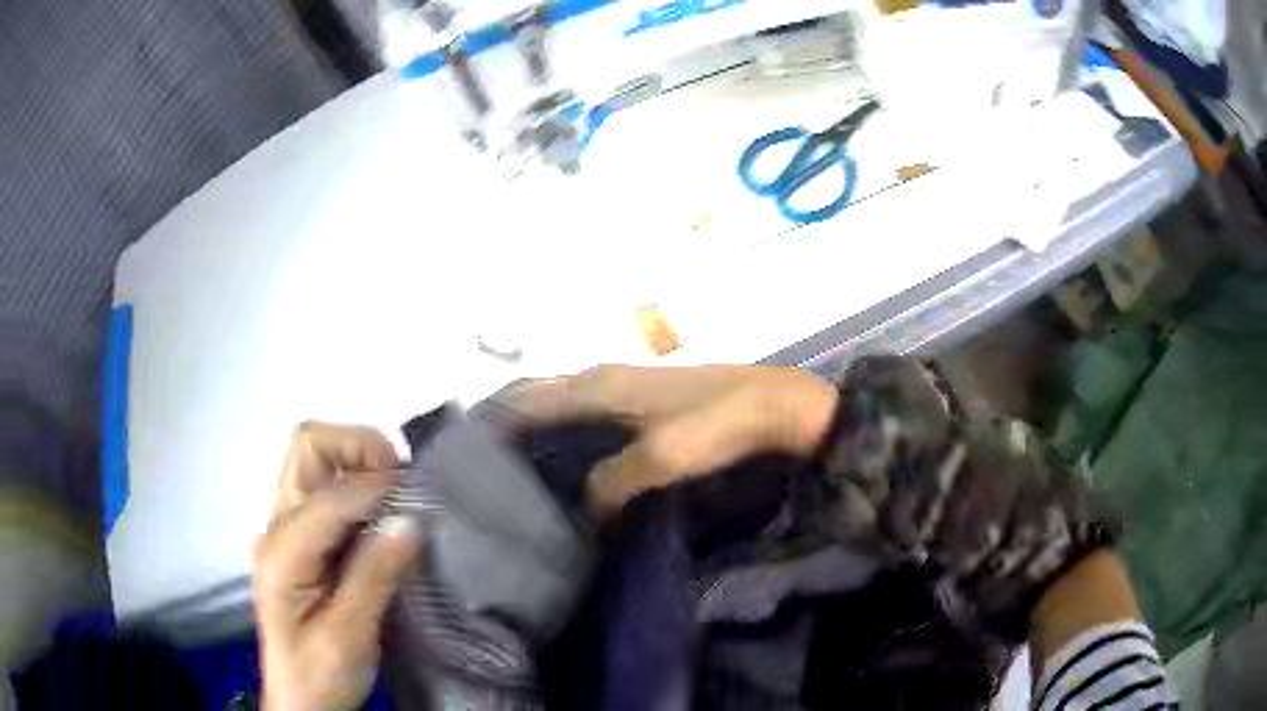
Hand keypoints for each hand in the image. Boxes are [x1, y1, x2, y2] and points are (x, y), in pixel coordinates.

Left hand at [252, 422, 421, 710]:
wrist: (300, 701)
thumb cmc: (320, 676)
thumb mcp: (349, 637)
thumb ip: (374, 576)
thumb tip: (410, 520)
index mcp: (281, 553)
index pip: (328, 495)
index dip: (377, 488)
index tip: (422, 499)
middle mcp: (275, 527)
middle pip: (306, 447)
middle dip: (359, 448)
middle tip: (402, 482)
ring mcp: (283, 529)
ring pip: (314, 459)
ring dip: (358, 463)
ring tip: (397, 495)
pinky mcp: (298, 539)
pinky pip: (325, 488)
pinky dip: (357, 486)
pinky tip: (383, 515)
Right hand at [477, 365, 838, 517]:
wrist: (779, 406)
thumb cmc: (722, 423)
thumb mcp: (664, 456)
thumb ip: (613, 482)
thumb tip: (581, 510)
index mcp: (598, 383)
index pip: (526, 397)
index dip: (493, 421)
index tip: (462, 455)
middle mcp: (603, 379)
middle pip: (539, 400)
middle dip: (508, 430)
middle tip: (484, 476)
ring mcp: (626, 392)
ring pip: (564, 413)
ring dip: (539, 439)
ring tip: (518, 482)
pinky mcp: (646, 409)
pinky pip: (590, 425)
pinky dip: (570, 445)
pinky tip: (570, 477)